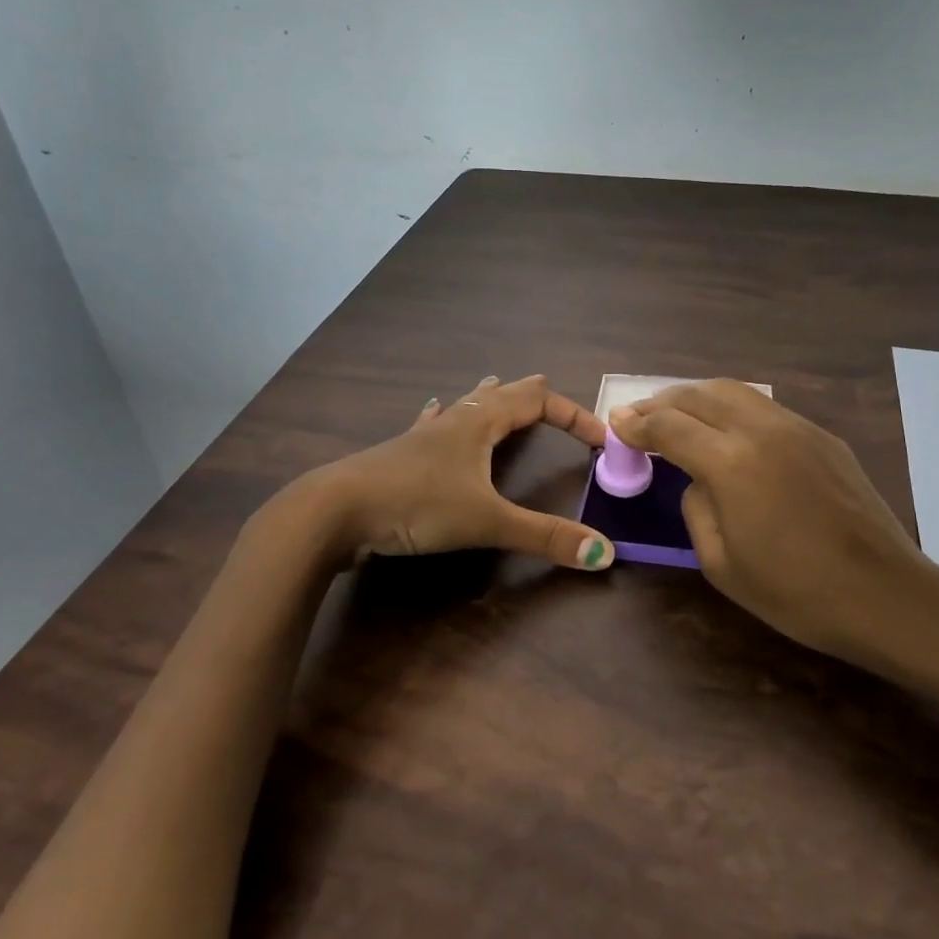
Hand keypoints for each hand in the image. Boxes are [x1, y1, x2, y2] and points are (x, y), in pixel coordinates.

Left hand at [282, 374, 616, 571]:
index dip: (573, 415)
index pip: (538, 401)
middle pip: (501, 394)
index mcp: (480, 422)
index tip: (599, 439)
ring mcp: (422, 436)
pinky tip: (431, 412)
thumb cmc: (416, 504)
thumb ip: (544, 537)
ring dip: (487, 398)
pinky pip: (429, 425)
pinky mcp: (399, 456)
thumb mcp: (486, 521)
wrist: (334, 511)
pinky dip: (443, 417)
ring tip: (496, 386)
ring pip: (463, 405)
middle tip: (548, 390)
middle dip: (529, 394)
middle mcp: (454, 420)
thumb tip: (603, 553)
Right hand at [609, 381, 938, 687]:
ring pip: (734, 390)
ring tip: (679, 415)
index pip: (669, 426)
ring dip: (697, 397)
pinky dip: (732, 408)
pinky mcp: (822, 435)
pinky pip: (764, 407)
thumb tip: (697, 479)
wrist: (886, 594)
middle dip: (662, 402)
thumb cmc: (797, 593)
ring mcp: (796, 427)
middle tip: (640, 417)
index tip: (617, 425)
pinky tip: (727, 430)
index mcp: (730, 463)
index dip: (637, 424)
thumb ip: (696, 507)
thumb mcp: (721, 564)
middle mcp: (761, 430)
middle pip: (699, 395)